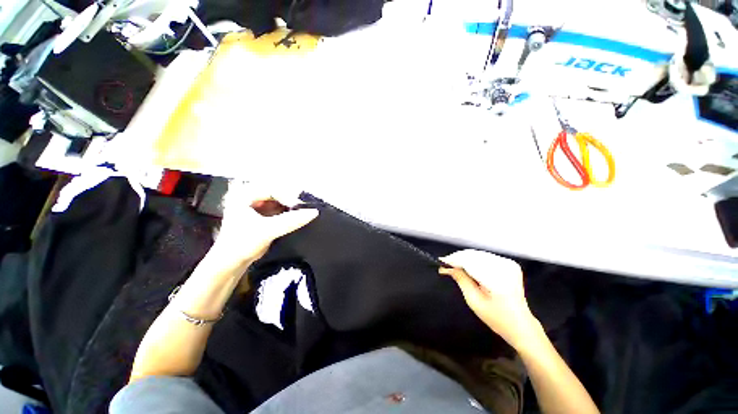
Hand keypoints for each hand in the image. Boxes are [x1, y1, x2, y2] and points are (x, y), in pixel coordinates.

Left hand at [211, 181, 317, 267]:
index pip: (272, 189)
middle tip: (304, 209)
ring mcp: (257, 205)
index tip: (301, 208)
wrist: (231, 263)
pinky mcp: (263, 214)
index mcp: (244, 194)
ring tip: (303, 213)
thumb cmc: (242, 244)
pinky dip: (290, 212)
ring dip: (292, 207)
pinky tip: (298, 217)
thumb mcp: (267, 231)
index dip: (288, 197)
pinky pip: (281, 208)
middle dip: (291, 201)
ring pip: (280, 200)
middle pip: (277, 193)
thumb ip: (290, 221)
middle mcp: (250, 195)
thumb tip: (314, 212)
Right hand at [440, 249, 538, 348]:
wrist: (521, 325)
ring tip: (454, 266)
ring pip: (479, 254)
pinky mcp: (509, 264)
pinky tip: (467, 266)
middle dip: (458, 258)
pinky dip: (474, 260)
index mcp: (498, 279)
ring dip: (465, 258)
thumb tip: (446, 268)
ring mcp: (509, 264)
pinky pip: (486, 257)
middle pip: (474, 256)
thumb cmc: (497, 318)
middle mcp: (505, 267)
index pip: (470, 262)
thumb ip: (461, 280)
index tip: (441, 262)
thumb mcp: (474, 301)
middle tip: (446, 265)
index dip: (454, 260)